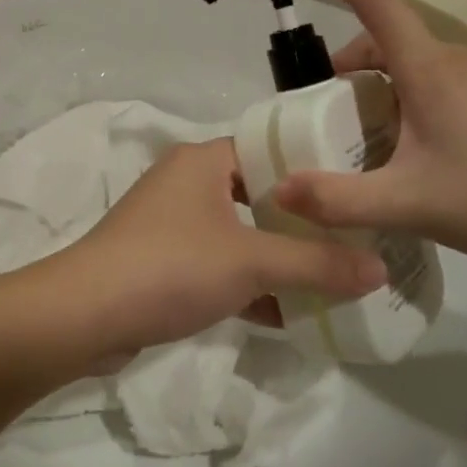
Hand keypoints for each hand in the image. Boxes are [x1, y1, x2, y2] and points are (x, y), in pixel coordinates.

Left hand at [41, 138, 385, 358]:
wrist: (84, 314)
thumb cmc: (171, 267)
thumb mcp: (252, 262)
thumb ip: (317, 264)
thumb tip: (381, 270)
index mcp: (203, 160)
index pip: (269, 149)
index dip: (313, 170)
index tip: (357, 192)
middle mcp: (185, 183)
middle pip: (257, 195)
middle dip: (301, 222)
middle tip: (353, 239)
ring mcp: (170, 224)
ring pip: (238, 234)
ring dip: (276, 258)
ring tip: (331, 279)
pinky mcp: (160, 262)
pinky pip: (217, 266)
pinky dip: (248, 286)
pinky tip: (288, 316)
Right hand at [272, 0, 466, 266]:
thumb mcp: (410, 204)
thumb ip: (338, 200)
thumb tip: (280, 190)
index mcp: (428, 67)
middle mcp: (452, 60)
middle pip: (382, 38)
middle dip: (343, 67)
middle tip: (322, 118)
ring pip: (407, 66)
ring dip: (373, 90)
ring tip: (364, 145)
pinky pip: (430, 85)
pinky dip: (401, 104)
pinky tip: (410, 156)